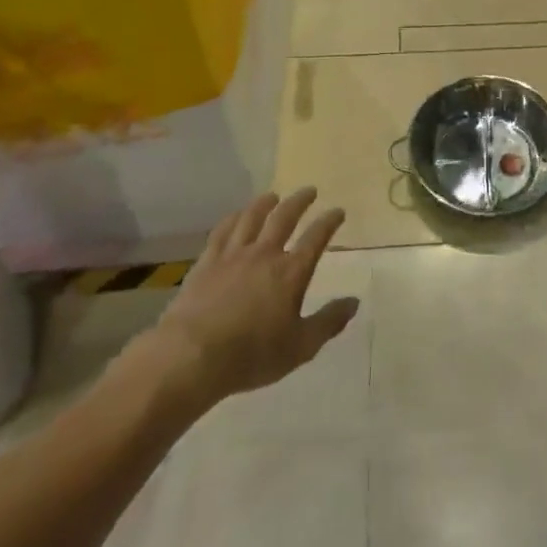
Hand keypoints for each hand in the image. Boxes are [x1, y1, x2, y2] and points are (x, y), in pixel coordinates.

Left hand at [135, 188, 359, 403]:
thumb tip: (354, 302)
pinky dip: (233, 218)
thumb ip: (328, 322)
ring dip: (265, 203)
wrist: (192, 355)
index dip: (329, 222)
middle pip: (284, 217)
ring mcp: (233, 255)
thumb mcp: (300, 346)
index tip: (338, 211)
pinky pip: (222, 231)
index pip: (316, 238)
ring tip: (273, 195)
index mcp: (291, 272)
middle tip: (309, 191)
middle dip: (300, 202)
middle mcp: (265, 254)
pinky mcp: (206, 262)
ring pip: (252, 217)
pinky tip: (236, 215)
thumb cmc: (252, 354)